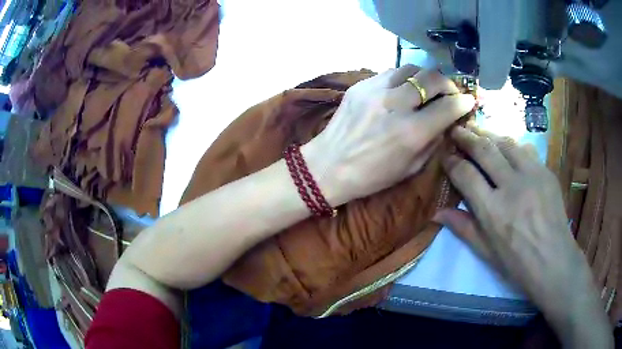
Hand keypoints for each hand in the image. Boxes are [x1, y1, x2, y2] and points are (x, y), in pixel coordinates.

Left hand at [304, 65, 474, 204]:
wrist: (328, 166)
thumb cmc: (372, 175)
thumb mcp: (411, 168)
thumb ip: (433, 141)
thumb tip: (447, 121)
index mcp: (412, 132)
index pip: (449, 106)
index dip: (464, 102)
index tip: (468, 101)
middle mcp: (396, 105)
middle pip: (432, 78)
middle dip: (448, 84)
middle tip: (450, 92)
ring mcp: (376, 90)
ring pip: (412, 68)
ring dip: (426, 76)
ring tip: (427, 88)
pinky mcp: (361, 85)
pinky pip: (391, 72)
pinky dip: (404, 78)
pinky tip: (404, 89)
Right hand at [434, 125, 611, 347]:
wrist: (554, 261)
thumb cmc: (517, 263)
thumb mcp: (486, 252)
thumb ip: (463, 228)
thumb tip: (437, 212)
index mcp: (493, 211)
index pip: (466, 175)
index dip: (452, 162)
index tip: (445, 156)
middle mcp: (512, 186)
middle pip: (484, 150)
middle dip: (466, 137)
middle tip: (456, 130)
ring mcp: (532, 175)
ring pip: (505, 142)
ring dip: (488, 133)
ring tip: (477, 130)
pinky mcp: (546, 172)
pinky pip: (525, 149)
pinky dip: (511, 144)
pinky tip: (505, 145)